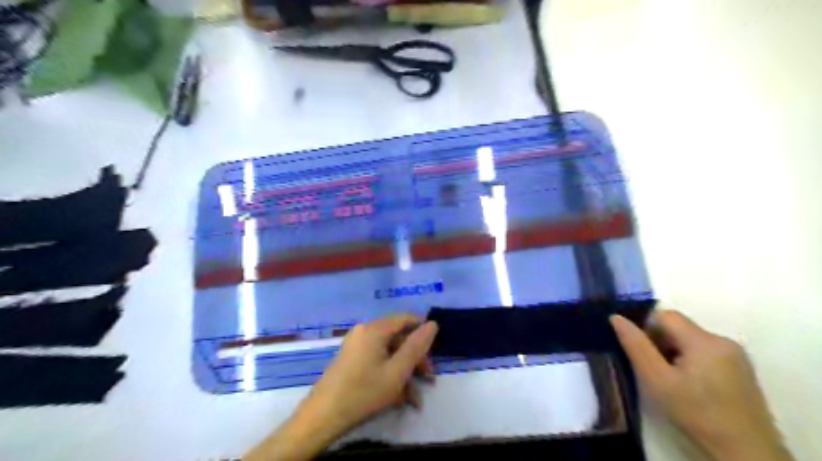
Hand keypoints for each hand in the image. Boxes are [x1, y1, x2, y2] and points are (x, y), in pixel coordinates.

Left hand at [241, 315, 436, 460]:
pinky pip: (377, 361)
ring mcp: (356, 346)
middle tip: (429, 378)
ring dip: (405, 372)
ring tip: (416, 397)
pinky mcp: (351, 360)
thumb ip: (417, 347)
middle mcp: (364, 332)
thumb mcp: (397, 371)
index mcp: (374, 329)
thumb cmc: (363, 392)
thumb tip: (433, 324)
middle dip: (416, 358)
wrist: (322, 418)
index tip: (436, 350)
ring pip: (389, 353)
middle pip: (398, 338)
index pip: (406, 319)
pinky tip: (400, 398)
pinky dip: (390, 375)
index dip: (423, 331)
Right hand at [613, 309, 793, 460]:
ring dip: (674, 353)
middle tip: (654, 370)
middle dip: (660, 343)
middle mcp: (723, 340)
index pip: (664, 315)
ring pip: (691, 340)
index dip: (646, 329)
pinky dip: (691, 362)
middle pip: (679, 327)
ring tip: (671, 381)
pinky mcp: (742, 370)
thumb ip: (635, 345)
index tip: (642, 355)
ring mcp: (736, 356)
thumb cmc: (695, 413)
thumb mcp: (656, 380)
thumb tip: (615, 317)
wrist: (745, 454)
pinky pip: (706, 352)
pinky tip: (690, 387)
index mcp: (704, 340)